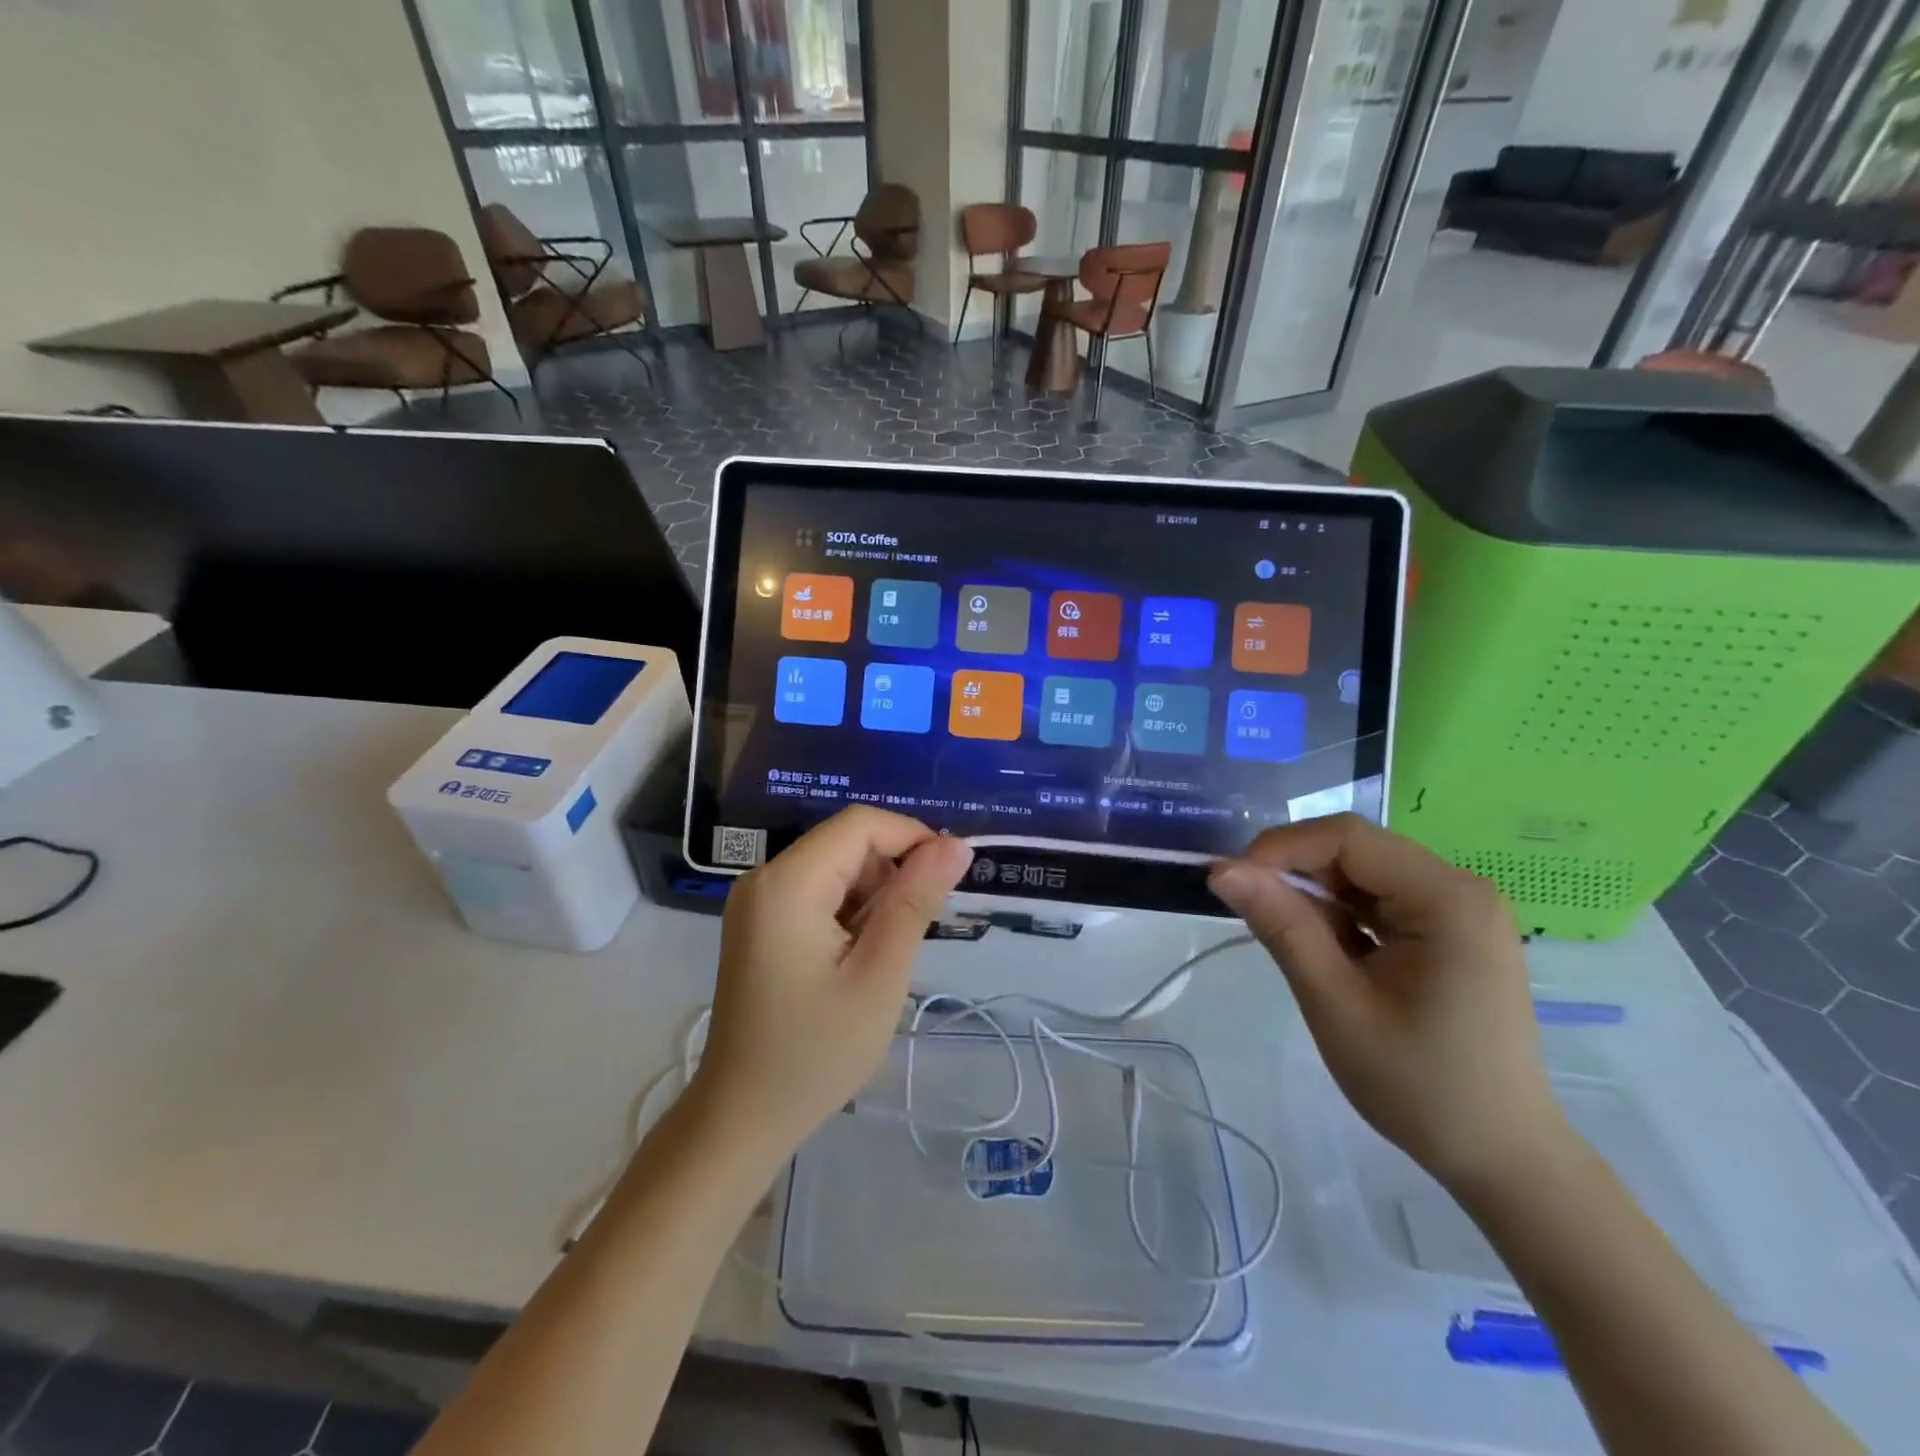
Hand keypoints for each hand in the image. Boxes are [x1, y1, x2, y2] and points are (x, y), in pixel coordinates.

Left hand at [692, 807, 972, 1160]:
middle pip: (847, 843)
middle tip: (912, 936)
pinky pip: (819, 891)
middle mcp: (765, 877)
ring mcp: (758, 900)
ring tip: (880, 957)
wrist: (743, 1116)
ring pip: (837, 866)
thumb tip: (956, 844)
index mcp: (788, 883)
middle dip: (892, 874)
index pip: (861, 824)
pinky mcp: (761, 921)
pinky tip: (855, 960)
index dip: (912, 838)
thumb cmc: (816, 1052)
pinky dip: (850, 912)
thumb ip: (916, 901)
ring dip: (873, 896)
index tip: (947, 882)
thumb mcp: (880, 976)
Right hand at [1209, 814, 1569, 1196]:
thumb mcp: (1335, 1002)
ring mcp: (1459, 909)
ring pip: (1362, 872)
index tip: (1233, 883)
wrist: (1499, 1157)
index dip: (1282, 848)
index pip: (1347, 837)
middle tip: (1250, 910)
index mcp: (1447, 898)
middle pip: (1356, 850)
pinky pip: (1379, 899)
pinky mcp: (1449, 930)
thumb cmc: (1417, 1084)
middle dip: (1295, 871)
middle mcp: (1460, 888)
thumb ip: (1281, 926)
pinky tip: (1325, 950)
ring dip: (1315, 895)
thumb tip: (1221, 870)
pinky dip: (1340, 914)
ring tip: (1287, 938)